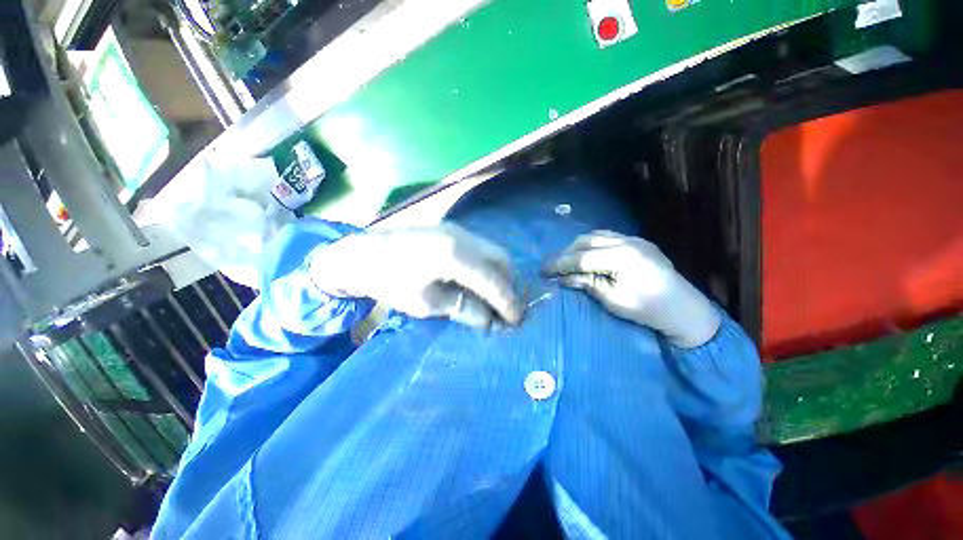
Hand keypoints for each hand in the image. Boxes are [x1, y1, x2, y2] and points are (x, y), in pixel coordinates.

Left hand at [308, 223, 521, 327]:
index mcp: (455, 255)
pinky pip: (481, 247)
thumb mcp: (426, 303)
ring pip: (493, 251)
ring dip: (499, 273)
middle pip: (502, 259)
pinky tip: (479, 279)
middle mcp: (463, 237)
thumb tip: (490, 321)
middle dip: (509, 285)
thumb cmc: (390, 282)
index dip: (507, 302)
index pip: (493, 281)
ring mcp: (459, 229)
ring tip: (495, 295)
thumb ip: (463, 308)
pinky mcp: (453, 230)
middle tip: (506, 307)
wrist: (363, 253)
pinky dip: (487, 264)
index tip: (516, 320)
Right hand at [543, 230, 719, 347]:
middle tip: (552, 266)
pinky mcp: (639, 243)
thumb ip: (587, 283)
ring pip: (596, 236)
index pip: (582, 257)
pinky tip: (586, 254)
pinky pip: (608, 237)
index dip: (560, 264)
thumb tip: (562, 278)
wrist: (685, 310)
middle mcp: (628, 241)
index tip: (543, 270)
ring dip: (578, 247)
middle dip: (566, 253)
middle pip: (586, 241)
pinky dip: (592, 244)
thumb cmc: (647, 310)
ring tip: (567, 260)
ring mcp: (635, 239)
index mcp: (622, 257)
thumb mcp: (613, 300)